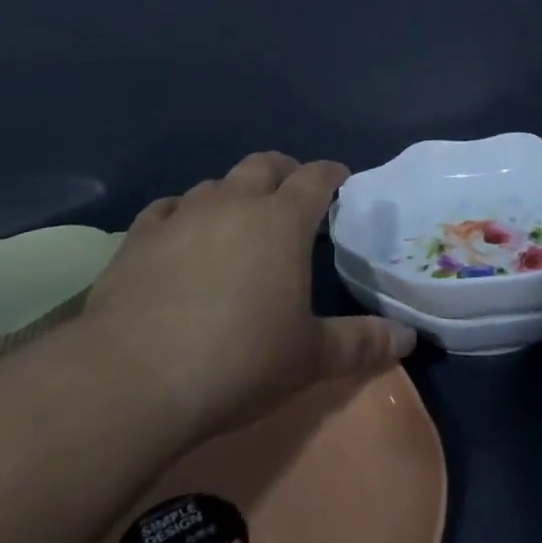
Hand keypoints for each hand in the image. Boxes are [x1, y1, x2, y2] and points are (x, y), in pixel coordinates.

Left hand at [77, 152, 415, 446]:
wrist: (134, 377)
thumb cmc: (237, 361)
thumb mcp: (309, 358)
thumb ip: (361, 343)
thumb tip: (407, 339)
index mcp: (281, 221)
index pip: (315, 177)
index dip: (330, 174)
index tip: (340, 179)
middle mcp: (234, 203)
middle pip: (264, 165)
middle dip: (283, 172)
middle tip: (291, 194)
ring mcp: (182, 215)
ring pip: (215, 184)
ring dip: (233, 194)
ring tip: (237, 220)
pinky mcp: (139, 236)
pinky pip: (167, 209)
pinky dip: (182, 215)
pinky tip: (179, 235)